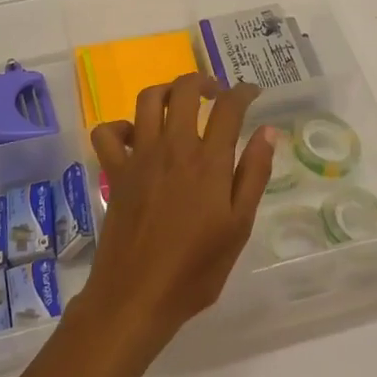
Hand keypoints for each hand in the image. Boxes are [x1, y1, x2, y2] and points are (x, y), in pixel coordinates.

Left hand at [81, 73, 275, 350]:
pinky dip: (120, 126)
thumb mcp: (239, 226)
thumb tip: (267, 132)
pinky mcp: (115, 172)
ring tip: (180, 103)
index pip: (229, 108)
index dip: (243, 92)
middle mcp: (173, 148)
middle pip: (184, 90)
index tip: (253, 93)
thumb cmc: (196, 268)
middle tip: (216, 94)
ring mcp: (139, 157)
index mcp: (209, 161)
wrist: (137, 296)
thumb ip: (254, 175)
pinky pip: (108, 133)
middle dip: (203, 81)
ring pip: (147, 100)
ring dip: (166, 92)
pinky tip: (136, 137)